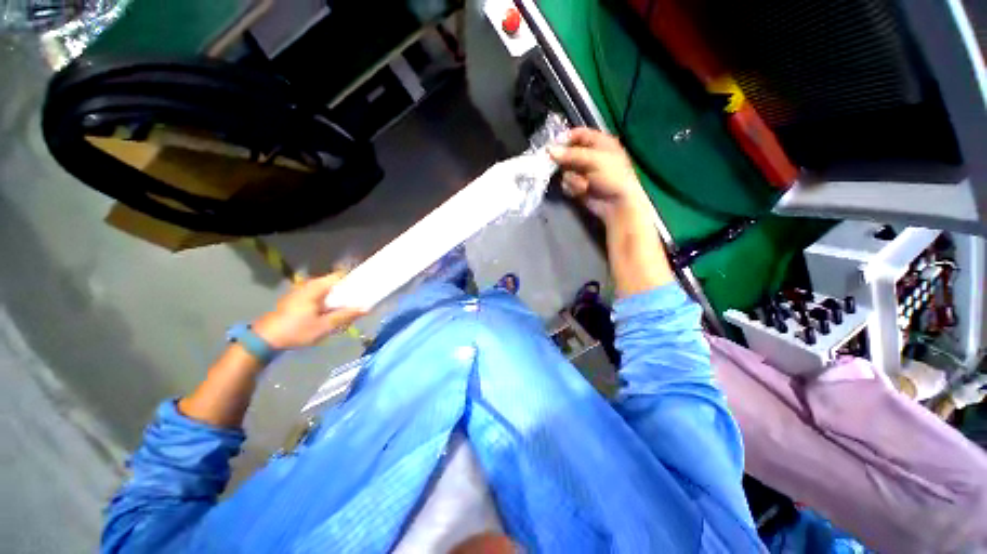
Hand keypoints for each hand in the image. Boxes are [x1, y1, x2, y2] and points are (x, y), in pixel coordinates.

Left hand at [252, 272, 364, 349]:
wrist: (264, 340)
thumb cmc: (296, 331)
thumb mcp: (324, 326)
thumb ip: (345, 316)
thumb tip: (366, 309)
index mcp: (316, 287)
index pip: (341, 276)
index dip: (355, 281)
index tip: (366, 289)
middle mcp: (309, 284)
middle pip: (335, 283)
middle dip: (348, 292)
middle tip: (359, 303)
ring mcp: (302, 291)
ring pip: (327, 290)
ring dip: (338, 298)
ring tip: (348, 309)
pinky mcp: (297, 299)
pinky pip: (319, 295)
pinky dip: (328, 301)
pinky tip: (331, 313)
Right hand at [549, 128, 649, 223]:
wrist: (616, 204)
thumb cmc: (612, 177)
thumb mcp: (594, 160)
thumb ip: (571, 154)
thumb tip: (549, 151)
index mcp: (599, 142)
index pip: (578, 134)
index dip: (565, 138)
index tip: (552, 145)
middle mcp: (589, 155)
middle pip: (568, 153)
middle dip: (564, 161)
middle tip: (557, 166)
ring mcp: (583, 171)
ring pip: (565, 170)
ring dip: (572, 178)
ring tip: (583, 185)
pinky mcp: (578, 185)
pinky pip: (566, 183)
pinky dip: (572, 187)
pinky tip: (581, 191)